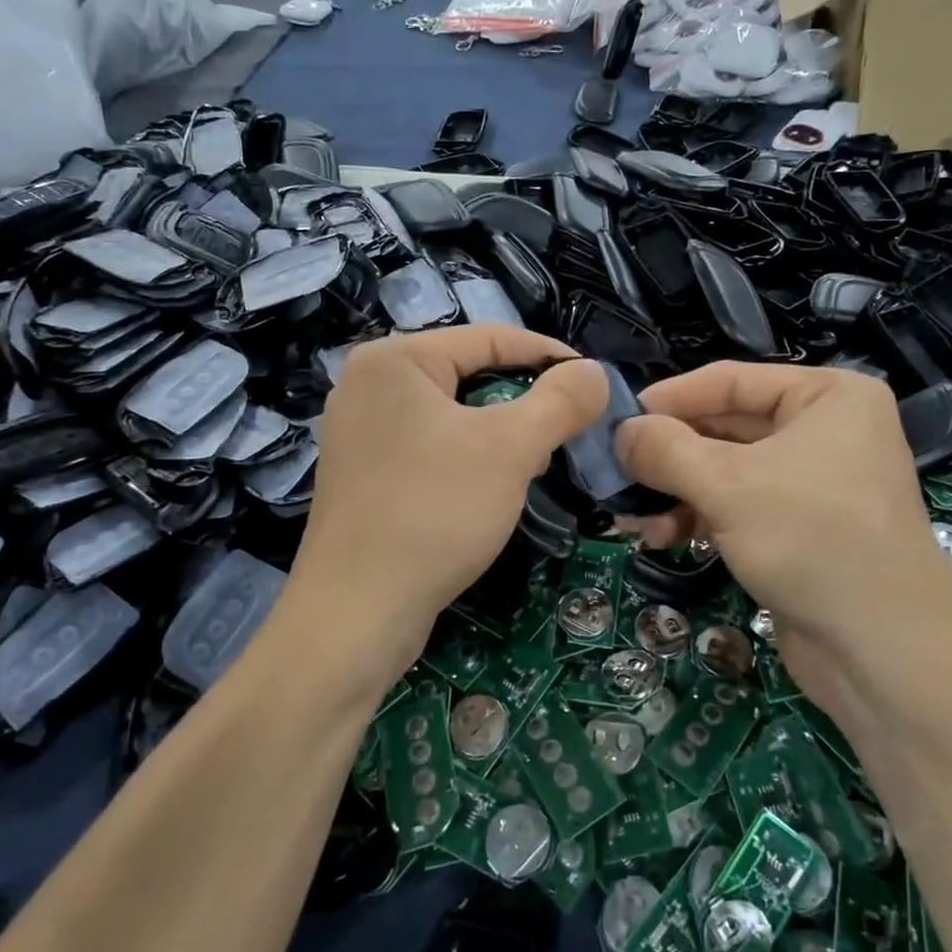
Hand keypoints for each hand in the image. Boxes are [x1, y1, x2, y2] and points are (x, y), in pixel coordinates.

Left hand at [290, 326, 608, 694]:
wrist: (356, 614)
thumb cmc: (434, 512)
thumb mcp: (511, 449)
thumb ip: (560, 401)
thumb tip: (595, 373)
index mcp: (395, 359)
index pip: (489, 337)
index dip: (548, 355)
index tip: (593, 381)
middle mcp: (369, 385)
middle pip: (469, 375)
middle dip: (523, 402)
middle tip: (564, 432)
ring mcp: (360, 432)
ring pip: (453, 415)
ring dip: (500, 435)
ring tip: (532, 465)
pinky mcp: (364, 474)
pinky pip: (431, 447)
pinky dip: (468, 459)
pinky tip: (488, 491)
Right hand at [613, 363, 951, 713]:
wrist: (885, 653)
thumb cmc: (811, 540)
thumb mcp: (727, 485)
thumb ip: (665, 450)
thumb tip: (619, 432)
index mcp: (827, 396)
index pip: (729, 381)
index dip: (668, 399)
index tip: (615, 421)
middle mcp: (824, 431)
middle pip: (724, 428)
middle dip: (667, 455)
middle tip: (613, 473)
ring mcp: (813, 482)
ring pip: (725, 472)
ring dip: (675, 491)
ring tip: (631, 516)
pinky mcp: (800, 528)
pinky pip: (738, 506)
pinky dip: (699, 517)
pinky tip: (661, 537)